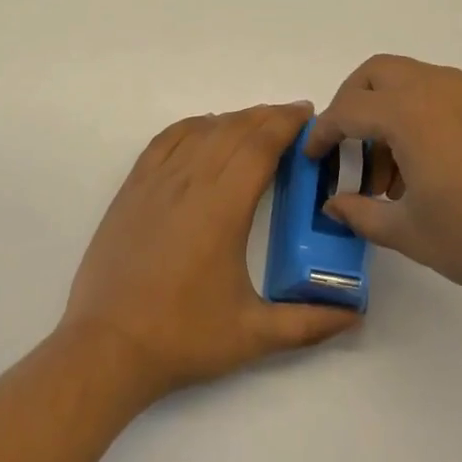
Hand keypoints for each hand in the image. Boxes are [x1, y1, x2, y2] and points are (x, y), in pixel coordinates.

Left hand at [61, 103, 359, 399]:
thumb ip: (308, 323)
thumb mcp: (253, 335)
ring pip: (202, 130)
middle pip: (234, 129)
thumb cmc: (183, 338)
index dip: (286, 123)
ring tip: (256, 125)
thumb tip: (353, 314)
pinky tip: (205, 130)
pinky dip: (193, 126)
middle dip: (267, 116)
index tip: (308, 115)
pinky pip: (167, 139)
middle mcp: (190, 181)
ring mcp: (157, 180)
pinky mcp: (133, 187)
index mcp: (223, 207)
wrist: (107, 347)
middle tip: (293, 119)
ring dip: (234, 120)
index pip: (260, 145)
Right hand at [308, 55, 461, 312]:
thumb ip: (362, 214)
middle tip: (348, 146)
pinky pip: (442, 91)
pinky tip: (432, 163)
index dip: (323, 132)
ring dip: (388, 108)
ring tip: (393, 170)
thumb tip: (333, 204)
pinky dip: (421, 111)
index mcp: (409, 112)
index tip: (313, 156)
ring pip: (411, 78)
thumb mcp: (411, 233)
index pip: (348, 109)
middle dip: (352, 102)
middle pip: (376, 73)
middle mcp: (437, 87)